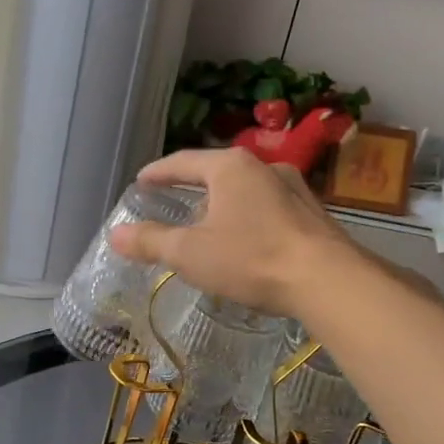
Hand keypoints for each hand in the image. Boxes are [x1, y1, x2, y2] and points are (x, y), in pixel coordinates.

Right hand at [109, 147, 351, 316]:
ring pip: (245, 190)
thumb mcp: (190, 253)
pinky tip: (245, 240)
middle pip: (216, 172)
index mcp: (230, 167)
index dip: (158, 172)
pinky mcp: (312, 213)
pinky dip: (247, 217)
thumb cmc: (251, 258)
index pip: (183, 161)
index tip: (141, 182)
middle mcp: (264, 167)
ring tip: (207, 223)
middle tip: (172, 202)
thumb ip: (151, 242)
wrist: (328, 281)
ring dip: (222, 203)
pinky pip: (268, 208)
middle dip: (192, 187)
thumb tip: (116, 234)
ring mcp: (294, 188)